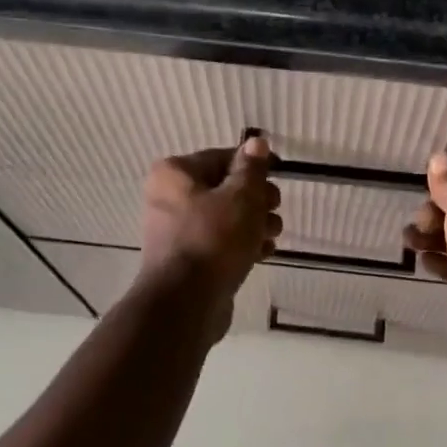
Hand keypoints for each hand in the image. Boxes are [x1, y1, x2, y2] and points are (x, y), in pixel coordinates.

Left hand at [137, 136, 282, 337]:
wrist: (186, 303)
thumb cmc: (214, 240)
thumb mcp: (241, 197)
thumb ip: (251, 169)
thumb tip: (256, 142)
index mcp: (175, 173)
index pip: (222, 157)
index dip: (254, 167)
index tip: (277, 178)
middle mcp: (169, 198)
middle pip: (224, 188)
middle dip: (256, 200)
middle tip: (274, 211)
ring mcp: (177, 231)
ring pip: (225, 218)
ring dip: (254, 224)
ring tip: (271, 237)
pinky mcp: (188, 259)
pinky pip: (220, 243)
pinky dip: (241, 245)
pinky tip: (262, 254)